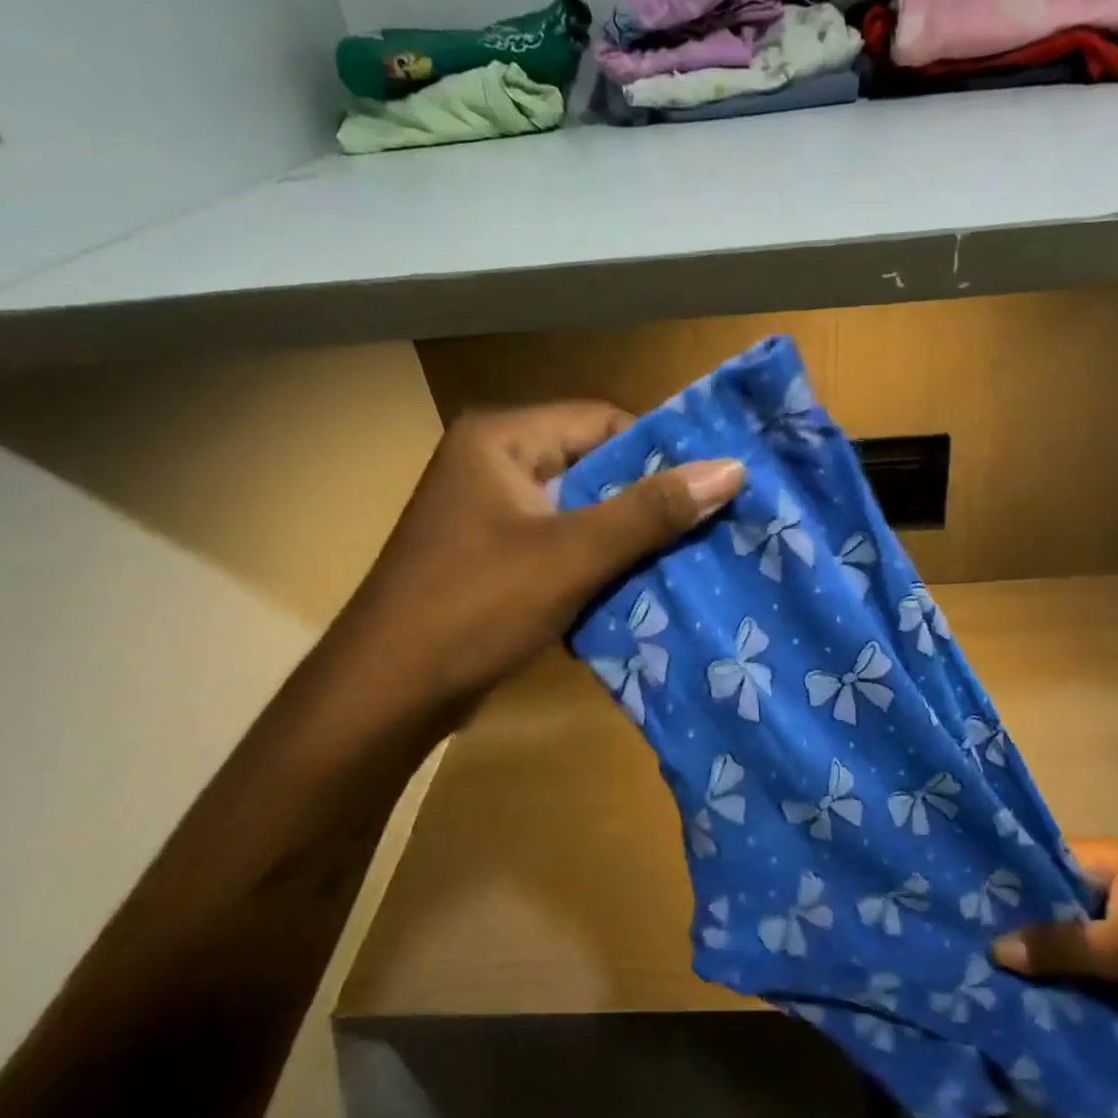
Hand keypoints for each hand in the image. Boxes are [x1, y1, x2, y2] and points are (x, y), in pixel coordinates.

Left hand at [342, 402, 741, 713]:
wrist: (385, 696)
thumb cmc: (475, 608)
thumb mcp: (571, 555)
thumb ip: (650, 511)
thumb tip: (731, 469)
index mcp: (502, 438)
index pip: (603, 420)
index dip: (661, 451)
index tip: (714, 486)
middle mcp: (494, 462)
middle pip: (594, 466)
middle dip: (649, 501)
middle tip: (713, 526)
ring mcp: (491, 513)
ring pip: (582, 510)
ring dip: (628, 537)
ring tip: (690, 558)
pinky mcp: (494, 556)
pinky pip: (562, 544)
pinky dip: (598, 564)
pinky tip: (640, 589)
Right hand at [992, 837, 1117, 1031]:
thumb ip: (1059, 945)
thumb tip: (994, 947)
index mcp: (1110, 857)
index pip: (1044, 854)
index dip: (1011, 875)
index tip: (972, 895)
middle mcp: (1112, 877)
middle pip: (1052, 891)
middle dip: (1021, 913)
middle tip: (976, 930)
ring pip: (1066, 923)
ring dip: (1040, 942)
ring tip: (994, 957)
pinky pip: (1083, 948)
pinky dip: (1062, 962)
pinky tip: (1030, 978)